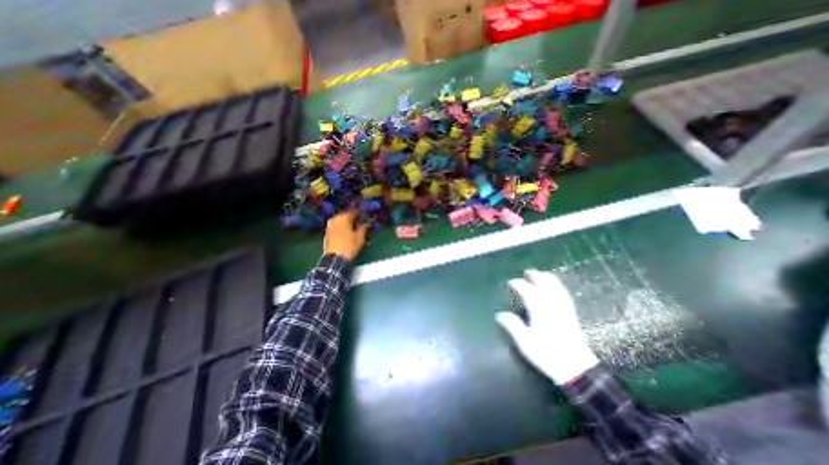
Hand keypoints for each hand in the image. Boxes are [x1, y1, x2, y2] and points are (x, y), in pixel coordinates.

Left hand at [321, 210, 366, 261]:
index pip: (353, 211)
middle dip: (353, 217)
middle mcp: (334, 219)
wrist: (335, 259)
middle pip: (345, 215)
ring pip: (340, 220)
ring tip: (354, 226)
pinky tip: (346, 232)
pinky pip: (336, 226)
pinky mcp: (326, 233)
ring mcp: (329, 226)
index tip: (366, 215)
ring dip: (347, 222)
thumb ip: (364, 228)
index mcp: (343, 218)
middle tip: (360, 220)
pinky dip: (341, 227)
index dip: (360, 213)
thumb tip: (367, 223)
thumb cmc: (349, 246)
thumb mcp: (360, 237)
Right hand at [495, 270, 599, 385]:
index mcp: (539, 310)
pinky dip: (559, 286)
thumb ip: (513, 326)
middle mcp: (551, 305)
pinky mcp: (571, 314)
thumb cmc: (547, 354)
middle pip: (544, 285)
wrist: (576, 368)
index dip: (519, 284)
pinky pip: (564, 294)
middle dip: (535, 276)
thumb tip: (500, 315)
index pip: (527, 291)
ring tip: (542, 274)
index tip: (512, 282)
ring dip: (548, 279)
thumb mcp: (525, 342)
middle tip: (528, 272)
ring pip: (556, 287)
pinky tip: (558, 287)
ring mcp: (563, 309)